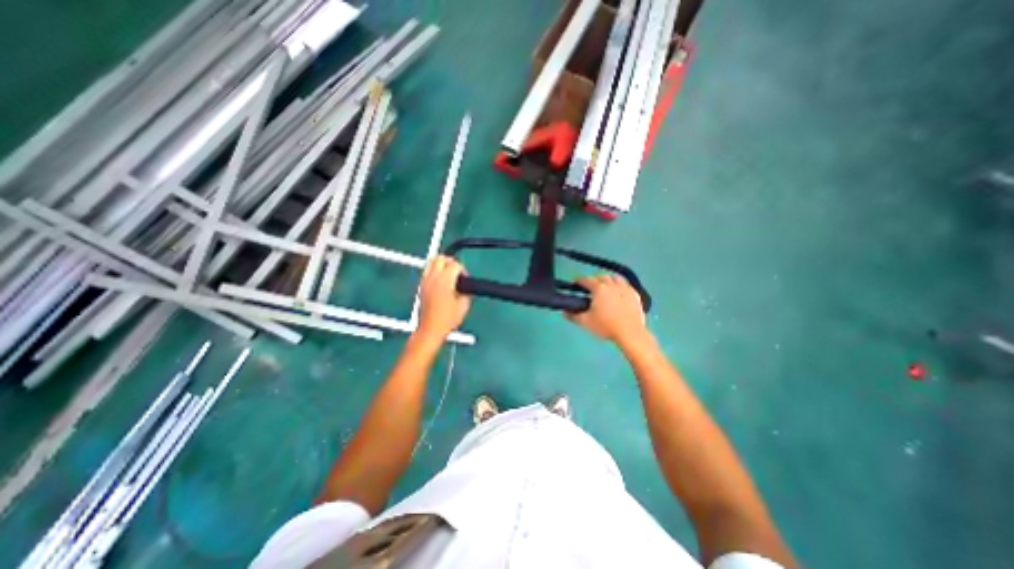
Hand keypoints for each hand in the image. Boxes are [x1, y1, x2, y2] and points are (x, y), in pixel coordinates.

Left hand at [415, 256, 469, 338]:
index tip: (465, 280)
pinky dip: (434, 271)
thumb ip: (466, 290)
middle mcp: (433, 277)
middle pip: (441, 258)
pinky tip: (440, 281)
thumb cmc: (448, 319)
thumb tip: (465, 284)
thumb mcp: (464, 305)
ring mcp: (425, 281)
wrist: (430, 330)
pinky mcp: (420, 286)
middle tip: (457, 273)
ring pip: (431, 262)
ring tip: (448, 275)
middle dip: (451, 262)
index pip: (455, 264)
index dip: (463, 270)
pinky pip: (427, 270)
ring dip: (441, 264)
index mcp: (445, 281)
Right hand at [568, 274, 643, 343]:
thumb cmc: (606, 326)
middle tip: (589, 288)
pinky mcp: (635, 294)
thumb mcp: (586, 322)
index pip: (586, 280)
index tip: (575, 283)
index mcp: (599, 288)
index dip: (579, 280)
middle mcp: (612, 284)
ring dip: (608, 280)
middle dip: (594, 280)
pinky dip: (620, 286)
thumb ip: (573, 315)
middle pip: (601, 276)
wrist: (630, 333)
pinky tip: (618, 293)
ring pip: (615, 278)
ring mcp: (625, 288)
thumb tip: (565, 312)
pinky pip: (626, 285)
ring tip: (605, 287)